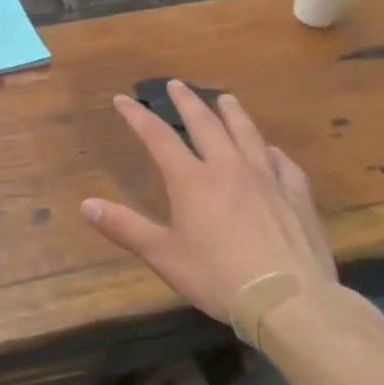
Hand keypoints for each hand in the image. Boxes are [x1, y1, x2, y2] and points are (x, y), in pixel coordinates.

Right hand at [80, 81, 334, 326]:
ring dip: (233, 113)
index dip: (138, 116)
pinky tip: (272, 151)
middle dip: (187, 102)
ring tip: (226, 98)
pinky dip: (273, 152)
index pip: (158, 137)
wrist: (290, 300)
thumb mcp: (162, 255)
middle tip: (177, 84)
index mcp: (192, 180)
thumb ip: (124, 227)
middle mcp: (228, 169)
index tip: (123, 99)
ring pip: (247, 134)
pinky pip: (284, 164)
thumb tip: (86, 204)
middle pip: (205, 124)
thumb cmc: (217, 277)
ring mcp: (267, 179)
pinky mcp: (296, 197)